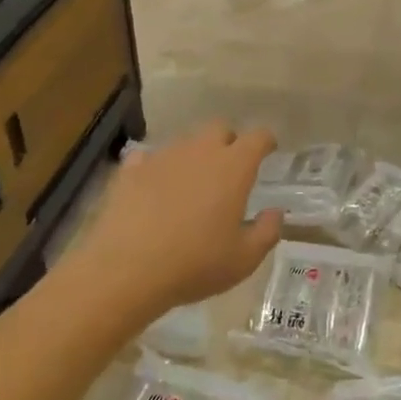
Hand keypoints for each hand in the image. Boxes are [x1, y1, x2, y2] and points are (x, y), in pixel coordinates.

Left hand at [78, 122, 283, 322]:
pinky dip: (156, 169)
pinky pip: (148, 158)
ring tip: (190, 185)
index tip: (268, 151)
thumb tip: (275, 212)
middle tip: (229, 170)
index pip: (258, 137)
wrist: (125, 270)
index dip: (266, 142)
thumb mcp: (243, 259)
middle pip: (220, 129)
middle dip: (228, 142)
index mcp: (234, 167)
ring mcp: (163, 156)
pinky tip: (153, 189)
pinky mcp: (131, 170)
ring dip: (193, 157)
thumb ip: (267, 231)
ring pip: (185, 143)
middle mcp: (200, 151)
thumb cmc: (194, 264)